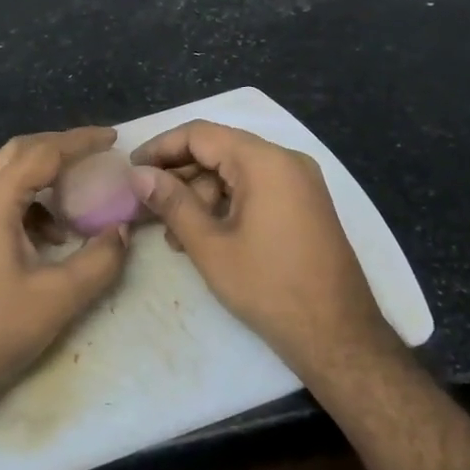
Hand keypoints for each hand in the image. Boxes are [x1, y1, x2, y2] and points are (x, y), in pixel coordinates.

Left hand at [0, 127, 129, 409]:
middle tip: (96, 155)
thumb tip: (122, 231)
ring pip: (6, 174)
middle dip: (59, 148)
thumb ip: (99, 259)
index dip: (80, 142)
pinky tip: (50, 236)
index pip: (43, 152)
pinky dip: (28, 202)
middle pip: (19, 152)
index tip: (113, 138)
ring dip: (43, 177)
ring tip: (78, 200)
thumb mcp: (59, 296)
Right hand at [128, 121, 389, 381]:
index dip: (161, 148)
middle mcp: (286, 161)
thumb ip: (172, 203)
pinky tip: (204, 235)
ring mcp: (299, 183)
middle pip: (219, 151)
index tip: (131, 170)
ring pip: (235, 172)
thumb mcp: (210, 246)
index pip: (200, 134)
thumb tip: (138, 175)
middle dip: (179, 177)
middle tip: (146, 205)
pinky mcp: (304, 205)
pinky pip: (256, 189)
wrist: (338, 335)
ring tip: (174, 235)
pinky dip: (226, 205)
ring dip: (200, 196)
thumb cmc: (269, 287)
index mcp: (265, 161)